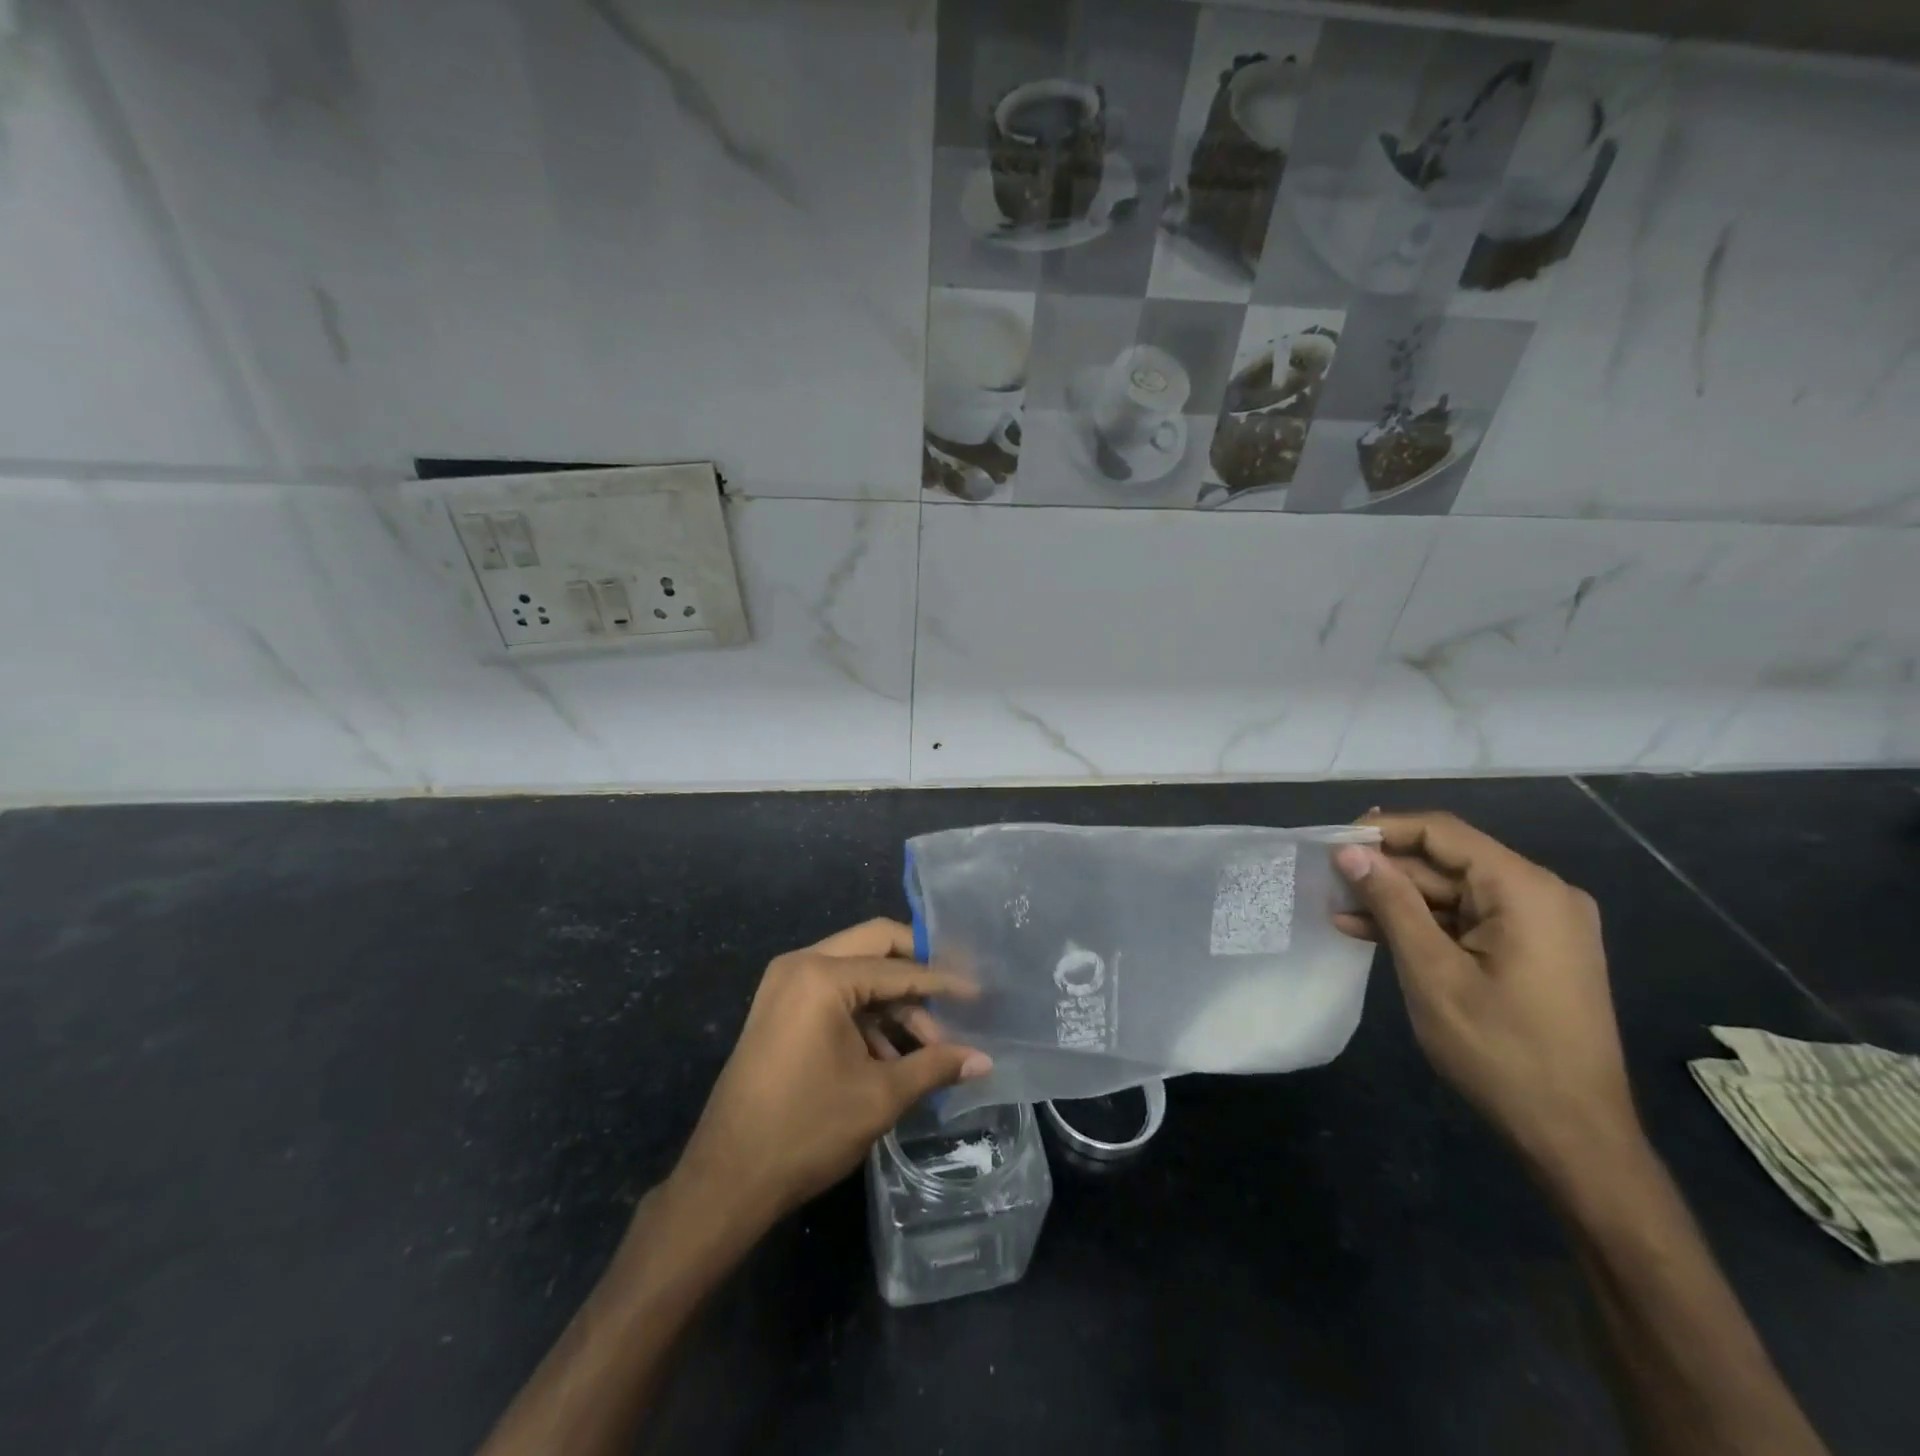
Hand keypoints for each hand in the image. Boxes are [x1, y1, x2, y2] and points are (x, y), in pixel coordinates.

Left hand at [669, 920, 990, 1235]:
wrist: (726, 1180)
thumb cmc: (806, 1130)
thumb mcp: (880, 1096)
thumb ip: (935, 1066)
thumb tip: (985, 1060)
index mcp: (823, 976)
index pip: (898, 967)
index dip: (943, 982)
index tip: (979, 992)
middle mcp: (801, 964)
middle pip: (875, 946)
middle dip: (917, 971)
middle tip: (955, 995)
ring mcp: (786, 984)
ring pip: (856, 972)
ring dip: (893, 1002)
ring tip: (928, 1047)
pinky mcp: (781, 1008)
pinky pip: (835, 994)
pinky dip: (866, 1016)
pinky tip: (892, 1055)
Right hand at [1332, 811, 1641, 1172]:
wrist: (1574, 1137)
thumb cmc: (1500, 1051)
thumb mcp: (1432, 971)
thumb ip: (1391, 902)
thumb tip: (1349, 851)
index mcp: (1526, 890)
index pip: (1443, 832)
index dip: (1383, 830)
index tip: (1331, 842)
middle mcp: (1540, 895)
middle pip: (1447, 861)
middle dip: (1385, 870)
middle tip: (1327, 880)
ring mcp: (1539, 925)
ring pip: (1451, 892)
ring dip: (1397, 900)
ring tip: (1338, 909)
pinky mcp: (1531, 951)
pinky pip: (1466, 920)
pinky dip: (1422, 924)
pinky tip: (1370, 932)